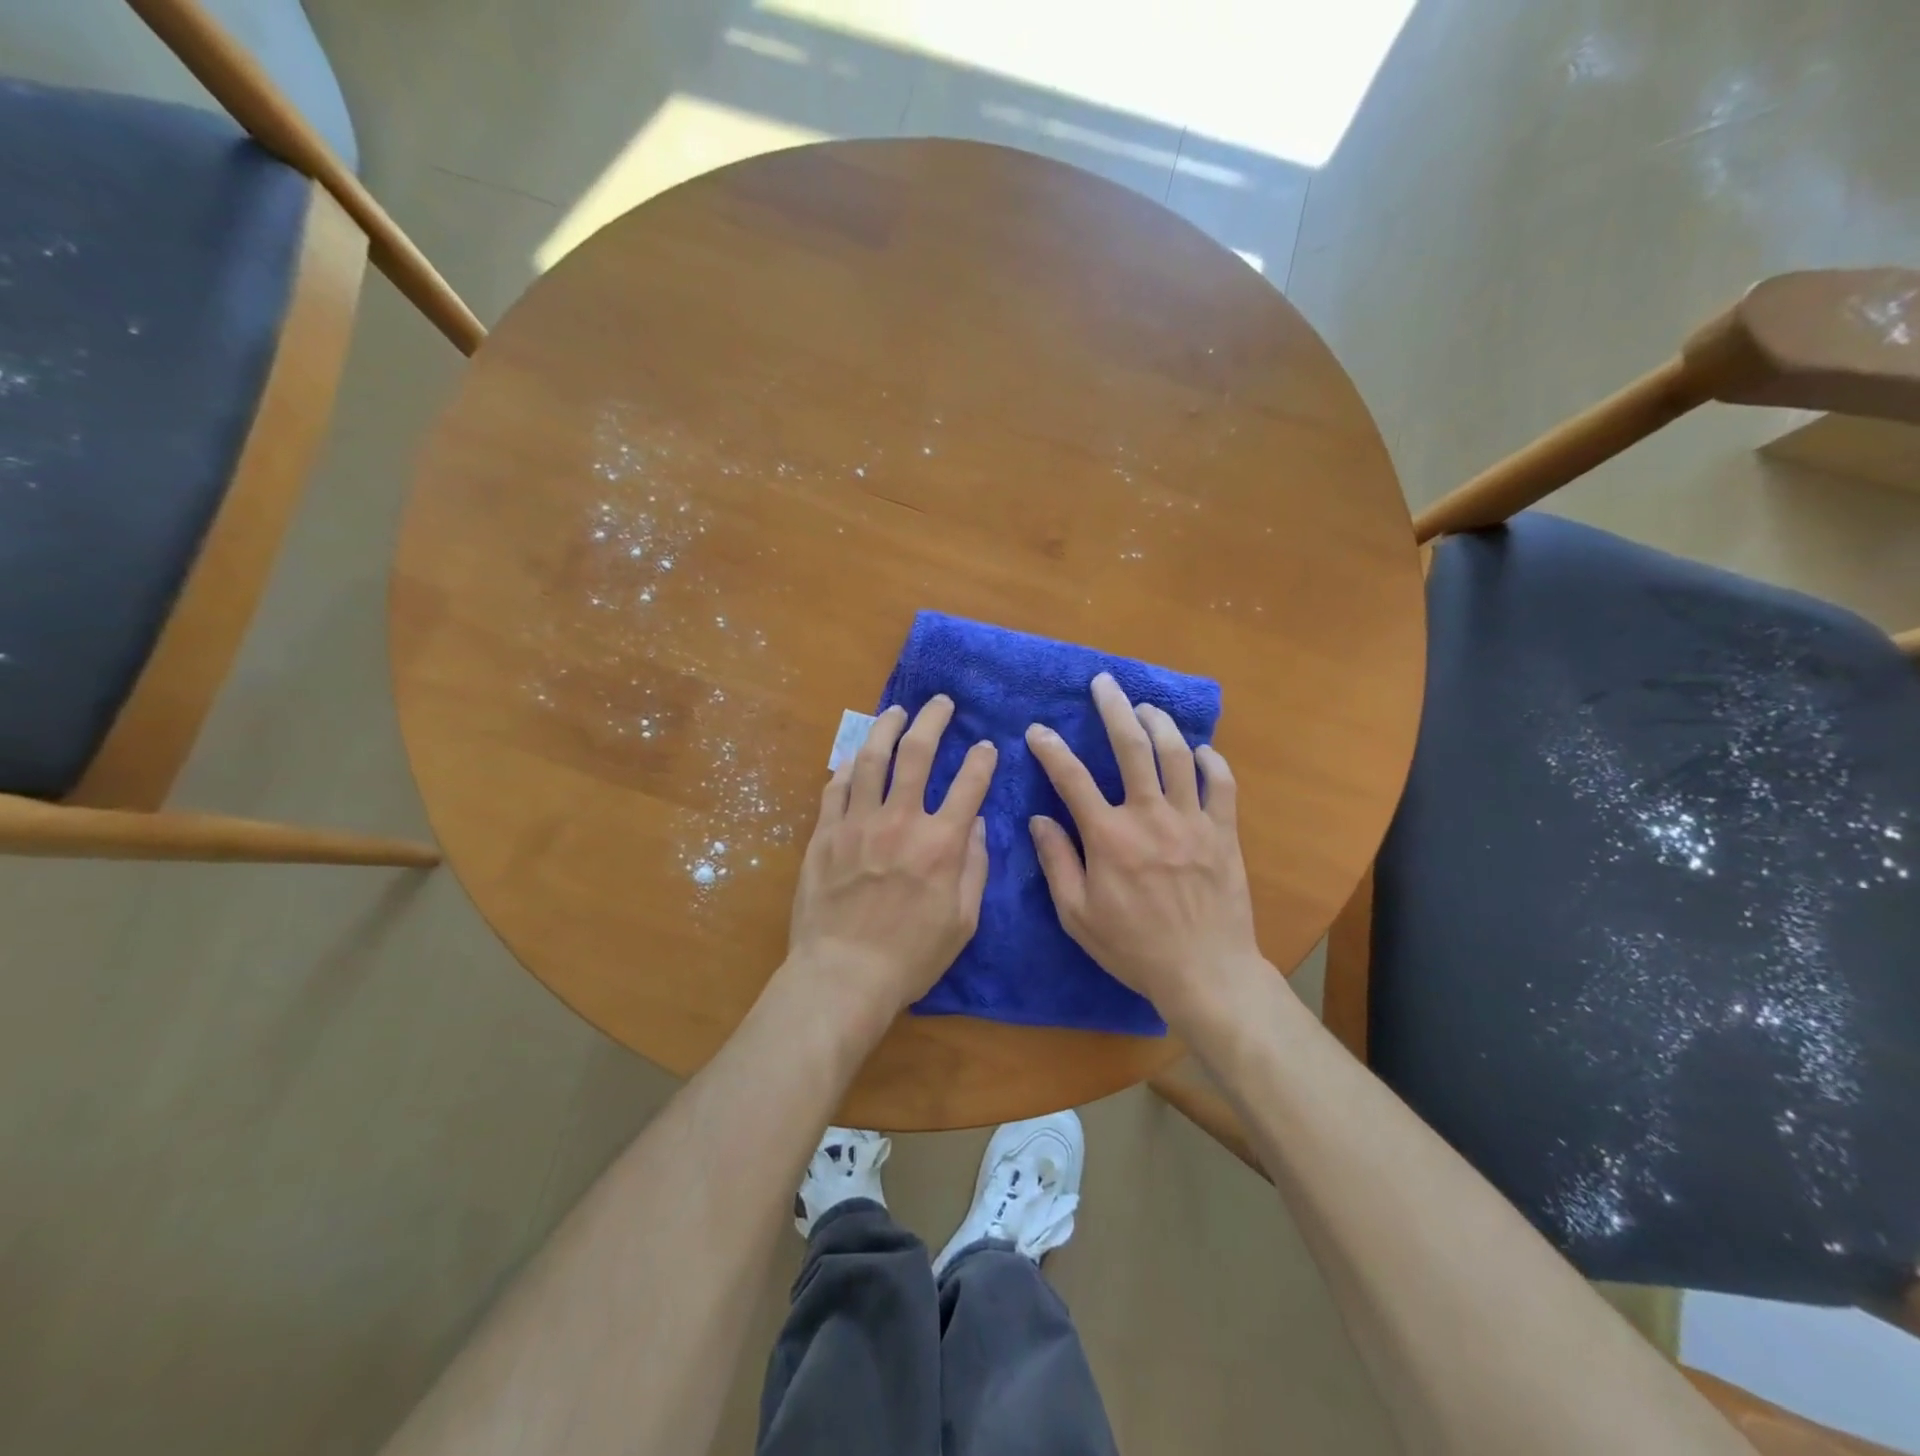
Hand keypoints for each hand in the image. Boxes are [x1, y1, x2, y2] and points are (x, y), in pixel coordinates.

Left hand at [786, 696, 996, 1023]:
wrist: (843, 975)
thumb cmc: (911, 956)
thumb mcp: (962, 920)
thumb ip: (974, 867)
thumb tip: (975, 823)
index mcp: (940, 844)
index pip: (969, 784)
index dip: (982, 759)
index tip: (986, 746)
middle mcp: (900, 821)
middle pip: (918, 753)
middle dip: (934, 720)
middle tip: (941, 703)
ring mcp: (857, 823)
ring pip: (872, 758)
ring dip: (886, 728)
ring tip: (896, 711)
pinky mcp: (825, 833)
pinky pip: (836, 787)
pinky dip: (849, 766)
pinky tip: (856, 756)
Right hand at [1025, 673, 1264, 1022]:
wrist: (1205, 972)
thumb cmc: (1133, 948)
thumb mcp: (1077, 915)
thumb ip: (1057, 862)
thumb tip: (1039, 819)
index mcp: (1108, 837)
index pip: (1071, 779)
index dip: (1051, 749)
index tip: (1038, 731)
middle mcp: (1149, 816)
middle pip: (1131, 747)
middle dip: (1114, 709)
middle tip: (1104, 683)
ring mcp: (1191, 820)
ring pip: (1176, 754)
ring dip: (1160, 723)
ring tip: (1146, 708)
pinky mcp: (1223, 832)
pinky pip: (1220, 783)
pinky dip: (1211, 760)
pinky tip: (1200, 749)